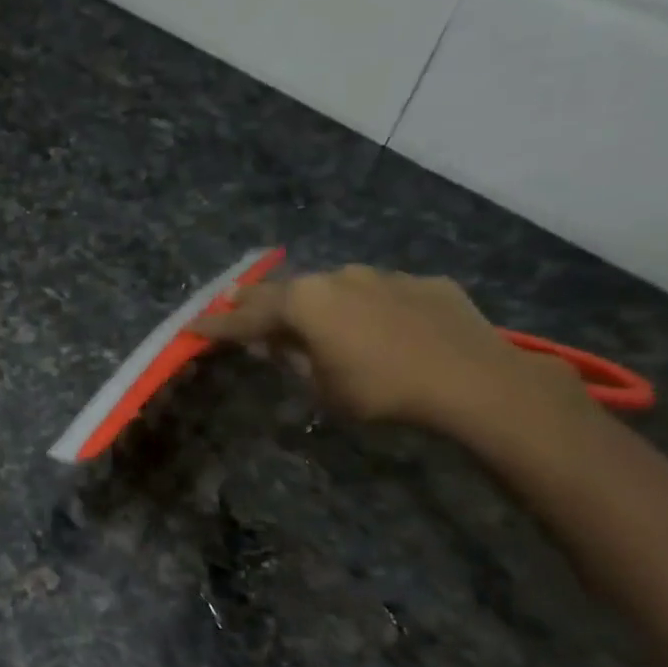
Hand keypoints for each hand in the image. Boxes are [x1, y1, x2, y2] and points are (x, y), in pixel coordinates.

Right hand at [190, 265, 587, 436]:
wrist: (476, 382)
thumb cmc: (382, 390)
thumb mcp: (321, 386)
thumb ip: (291, 359)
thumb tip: (273, 344)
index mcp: (304, 302)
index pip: (246, 317)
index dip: (215, 325)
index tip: (191, 328)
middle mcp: (337, 278)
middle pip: (285, 290)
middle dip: (257, 302)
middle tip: (236, 306)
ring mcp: (384, 276)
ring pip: (334, 287)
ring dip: (316, 302)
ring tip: (311, 319)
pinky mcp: (424, 283)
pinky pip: (380, 294)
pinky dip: (366, 308)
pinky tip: (378, 328)